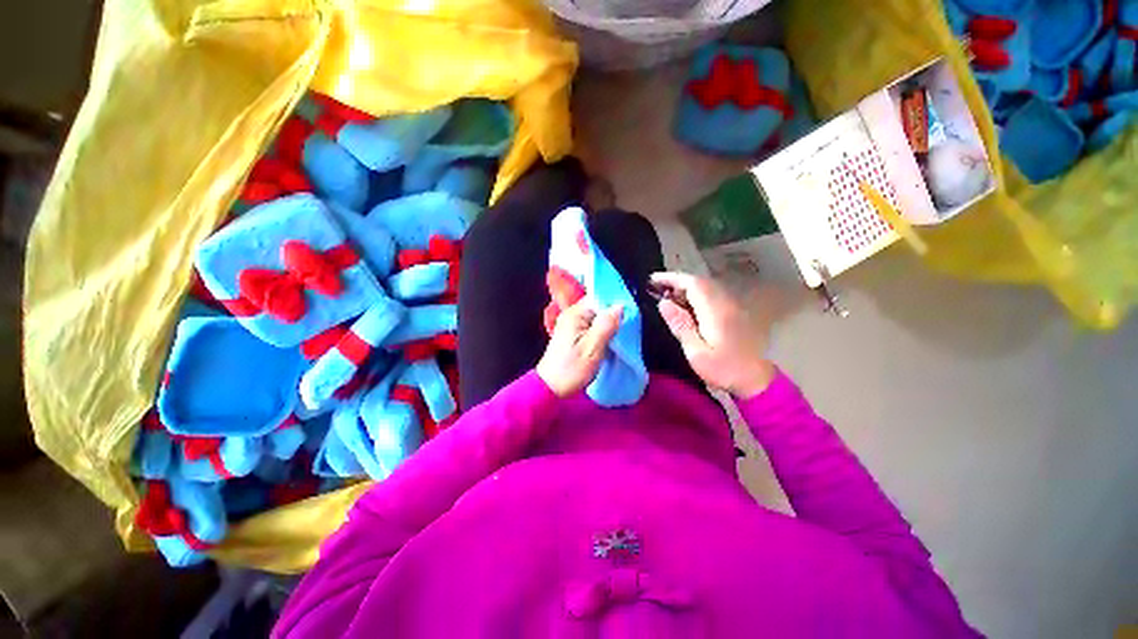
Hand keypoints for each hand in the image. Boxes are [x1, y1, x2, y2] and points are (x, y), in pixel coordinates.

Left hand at [537, 300, 622, 397]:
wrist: (552, 388)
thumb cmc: (572, 369)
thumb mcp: (593, 348)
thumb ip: (607, 325)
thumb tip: (620, 306)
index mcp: (575, 314)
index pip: (599, 298)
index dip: (615, 305)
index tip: (629, 316)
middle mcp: (572, 315)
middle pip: (598, 307)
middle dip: (613, 316)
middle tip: (626, 329)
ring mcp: (571, 325)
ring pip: (596, 318)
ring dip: (608, 326)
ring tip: (619, 336)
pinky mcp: (573, 335)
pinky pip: (592, 327)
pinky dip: (601, 332)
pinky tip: (609, 342)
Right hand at [651, 272, 774, 398]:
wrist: (757, 380)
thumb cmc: (724, 369)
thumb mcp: (696, 352)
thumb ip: (680, 325)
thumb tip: (663, 303)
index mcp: (715, 311)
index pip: (692, 284)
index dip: (671, 278)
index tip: (652, 280)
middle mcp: (725, 303)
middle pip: (699, 282)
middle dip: (677, 281)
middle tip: (656, 289)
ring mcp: (732, 306)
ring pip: (706, 287)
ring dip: (686, 288)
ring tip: (667, 296)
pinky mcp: (735, 313)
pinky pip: (712, 295)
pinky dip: (696, 295)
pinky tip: (686, 306)